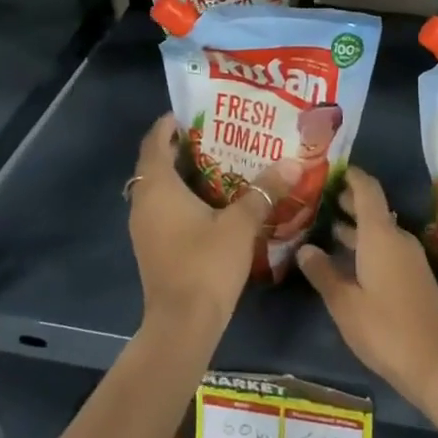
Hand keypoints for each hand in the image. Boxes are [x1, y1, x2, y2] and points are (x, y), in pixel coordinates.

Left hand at [128, 115, 285, 341]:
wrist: (182, 324)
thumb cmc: (206, 264)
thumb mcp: (241, 223)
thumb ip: (265, 190)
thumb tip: (293, 161)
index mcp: (158, 187)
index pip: (155, 142)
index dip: (168, 124)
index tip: (192, 112)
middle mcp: (144, 203)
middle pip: (155, 163)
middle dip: (179, 147)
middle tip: (214, 133)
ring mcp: (144, 228)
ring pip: (158, 188)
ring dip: (180, 174)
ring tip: (217, 162)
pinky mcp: (152, 247)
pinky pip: (162, 208)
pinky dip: (180, 197)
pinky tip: (211, 201)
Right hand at [296, 168, 437, 411]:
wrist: (437, 365)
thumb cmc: (385, 329)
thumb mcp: (345, 303)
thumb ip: (323, 272)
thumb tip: (305, 248)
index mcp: (380, 235)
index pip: (367, 189)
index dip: (351, 174)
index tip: (330, 167)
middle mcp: (398, 238)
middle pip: (373, 208)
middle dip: (347, 201)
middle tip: (317, 198)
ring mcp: (409, 258)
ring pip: (379, 230)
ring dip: (355, 226)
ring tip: (324, 226)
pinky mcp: (414, 277)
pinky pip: (386, 247)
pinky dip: (365, 245)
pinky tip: (346, 260)